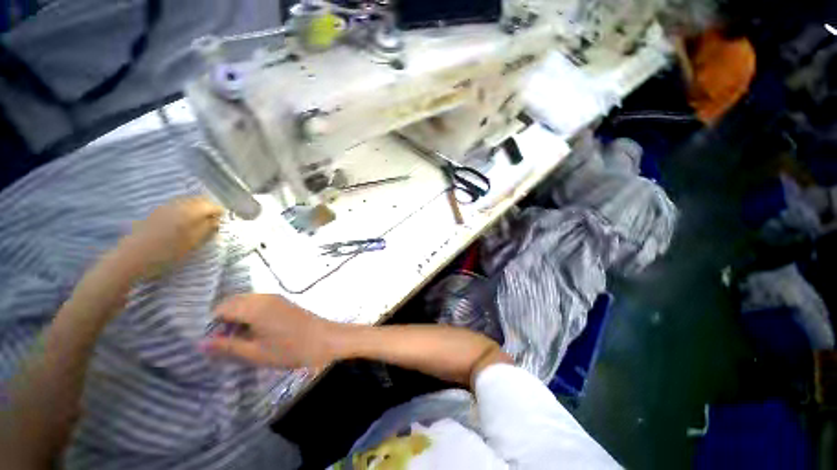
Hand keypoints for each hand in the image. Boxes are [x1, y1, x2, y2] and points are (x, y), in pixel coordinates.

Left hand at [115, 197, 222, 279]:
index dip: (220, 212)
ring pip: (188, 203)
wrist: (132, 258)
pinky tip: (184, 223)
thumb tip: (217, 220)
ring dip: (197, 210)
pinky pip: (177, 206)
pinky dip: (185, 212)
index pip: (212, 205)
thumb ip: (208, 228)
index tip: (223, 222)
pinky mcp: (156, 212)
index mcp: (190, 211)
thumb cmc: (167, 252)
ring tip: (200, 224)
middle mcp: (178, 205)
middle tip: (214, 222)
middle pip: (199, 201)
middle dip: (209, 209)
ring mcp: (165, 207)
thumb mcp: (193, 243)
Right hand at [201, 294, 340, 368]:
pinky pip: (258, 302)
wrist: (324, 339)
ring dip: (236, 316)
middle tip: (224, 342)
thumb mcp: (255, 353)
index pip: (221, 308)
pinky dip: (250, 313)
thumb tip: (200, 344)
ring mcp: (275, 297)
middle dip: (223, 319)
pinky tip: (254, 330)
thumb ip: (227, 347)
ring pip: (245, 301)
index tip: (212, 342)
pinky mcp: (283, 301)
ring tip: (239, 338)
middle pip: (232, 302)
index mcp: (255, 307)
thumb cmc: (290, 349)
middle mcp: (264, 297)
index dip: (212, 324)